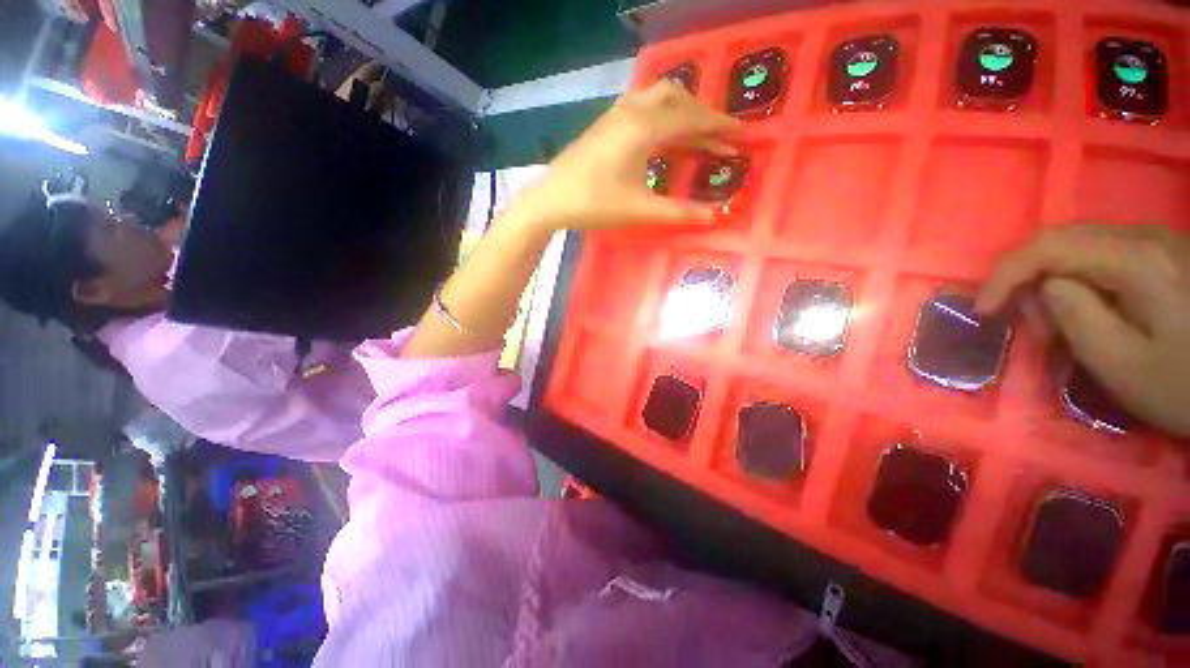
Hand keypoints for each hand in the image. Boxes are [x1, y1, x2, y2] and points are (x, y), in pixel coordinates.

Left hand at [514, 80, 741, 231]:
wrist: (551, 199)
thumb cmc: (594, 204)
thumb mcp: (640, 210)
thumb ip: (679, 212)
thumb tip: (716, 217)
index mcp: (644, 128)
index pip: (692, 119)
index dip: (720, 128)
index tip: (743, 135)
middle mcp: (634, 110)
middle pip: (680, 100)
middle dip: (705, 116)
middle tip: (724, 138)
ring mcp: (618, 112)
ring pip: (661, 97)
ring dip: (685, 110)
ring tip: (701, 134)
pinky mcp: (608, 121)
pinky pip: (645, 105)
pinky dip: (665, 114)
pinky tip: (666, 132)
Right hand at [976, 224, 1189, 437]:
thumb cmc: (1187, 385)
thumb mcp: (1123, 365)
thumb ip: (1076, 317)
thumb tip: (1047, 288)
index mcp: (1134, 261)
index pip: (1046, 247)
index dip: (1003, 275)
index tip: (982, 311)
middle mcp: (1144, 238)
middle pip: (1061, 239)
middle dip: (1026, 277)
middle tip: (1023, 321)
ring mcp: (1159, 242)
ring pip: (1081, 244)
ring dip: (1052, 278)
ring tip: (1055, 320)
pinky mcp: (1166, 254)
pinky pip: (1105, 254)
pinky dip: (1079, 278)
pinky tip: (1087, 307)